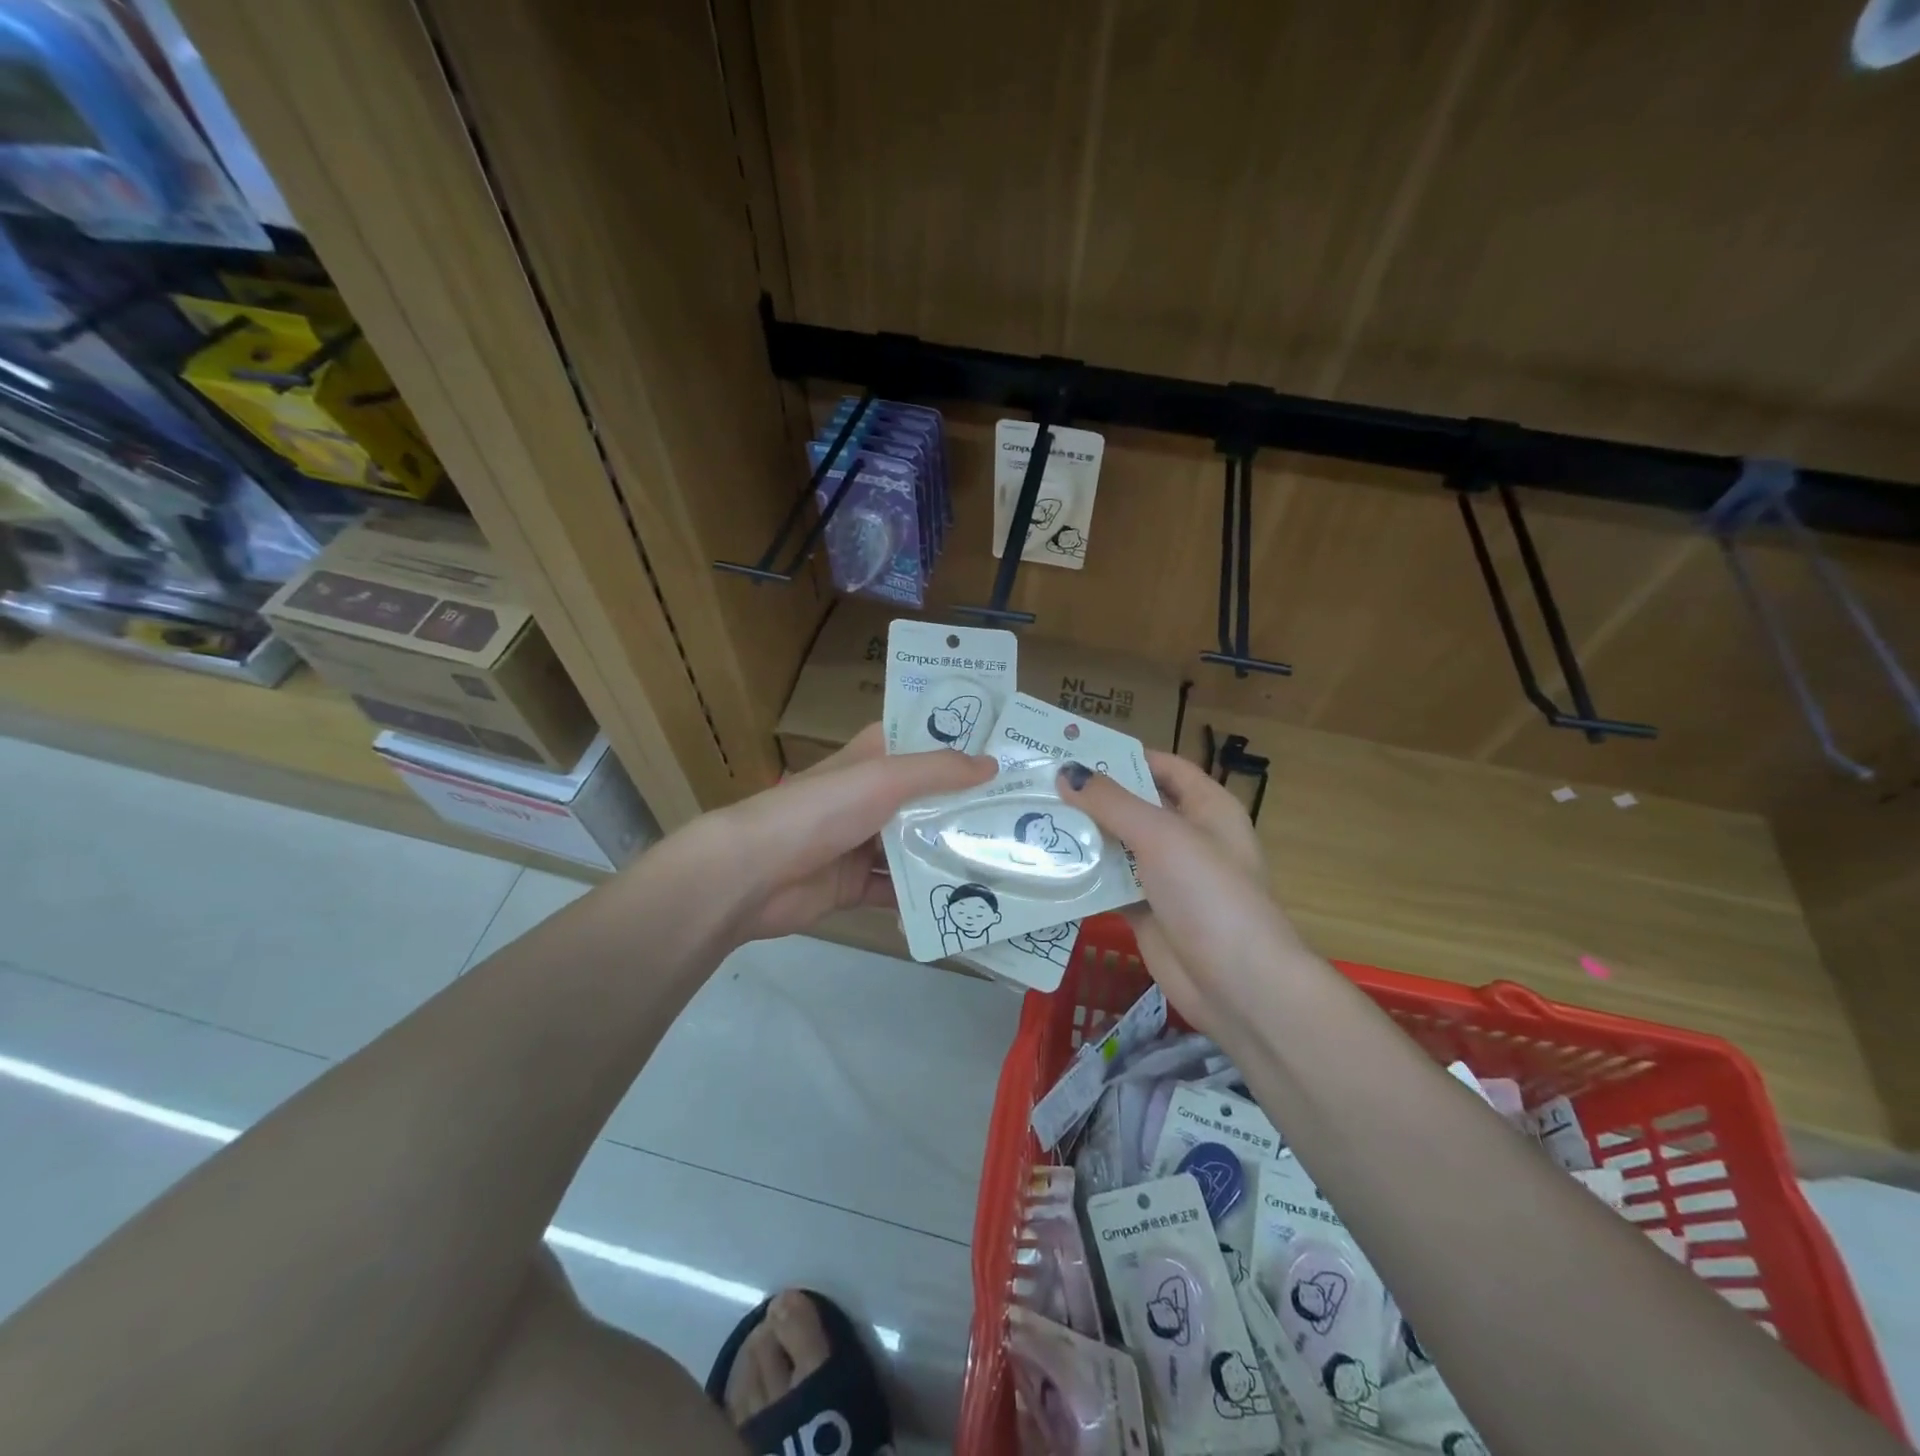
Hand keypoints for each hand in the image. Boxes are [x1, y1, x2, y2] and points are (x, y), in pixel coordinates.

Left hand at [689, 724, 994, 942]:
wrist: (753, 874)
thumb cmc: (820, 810)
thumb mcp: (883, 778)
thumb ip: (938, 770)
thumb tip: (992, 764)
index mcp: (874, 758)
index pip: (925, 742)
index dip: (964, 746)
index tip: (1012, 755)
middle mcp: (871, 795)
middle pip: (929, 798)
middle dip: (970, 808)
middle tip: (1025, 817)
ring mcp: (863, 841)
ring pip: (918, 846)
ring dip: (953, 855)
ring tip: (1009, 863)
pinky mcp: (856, 884)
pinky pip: (899, 891)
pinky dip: (926, 899)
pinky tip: (966, 905)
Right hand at [1059, 753, 1308, 1042]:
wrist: (1237, 984)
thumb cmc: (1209, 894)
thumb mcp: (1162, 836)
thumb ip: (1112, 802)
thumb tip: (1066, 773)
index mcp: (1207, 808)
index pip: (1164, 767)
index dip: (1124, 756)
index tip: (1074, 751)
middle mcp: (1188, 837)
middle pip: (1135, 806)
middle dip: (1092, 797)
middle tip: (1039, 784)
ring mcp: (1167, 877)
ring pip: (1118, 847)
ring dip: (1083, 836)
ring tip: (1032, 818)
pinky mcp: (1147, 911)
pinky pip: (1110, 885)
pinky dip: (1084, 876)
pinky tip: (1046, 865)